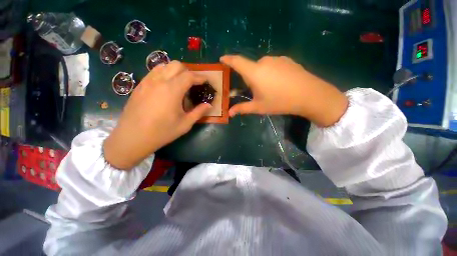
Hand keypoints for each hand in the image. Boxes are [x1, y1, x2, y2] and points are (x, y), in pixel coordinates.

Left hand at [103, 61, 211, 169]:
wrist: (132, 137)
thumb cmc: (162, 132)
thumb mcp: (185, 124)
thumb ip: (199, 112)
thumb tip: (209, 105)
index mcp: (172, 90)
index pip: (189, 76)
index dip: (200, 77)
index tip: (206, 81)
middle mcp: (159, 81)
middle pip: (176, 65)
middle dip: (188, 72)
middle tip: (193, 84)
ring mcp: (147, 81)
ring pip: (164, 66)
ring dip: (176, 71)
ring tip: (180, 84)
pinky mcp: (139, 85)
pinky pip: (154, 72)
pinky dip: (164, 74)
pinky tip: (166, 87)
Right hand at [220, 55, 347, 126]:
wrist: (310, 95)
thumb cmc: (280, 102)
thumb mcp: (259, 107)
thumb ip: (242, 108)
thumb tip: (229, 113)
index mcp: (254, 72)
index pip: (237, 62)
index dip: (228, 59)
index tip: (222, 59)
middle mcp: (264, 61)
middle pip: (250, 68)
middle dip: (249, 78)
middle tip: (256, 91)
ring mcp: (277, 59)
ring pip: (261, 67)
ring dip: (260, 76)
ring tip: (270, 89)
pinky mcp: (287, 59)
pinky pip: (272, 65)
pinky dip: (270, 72)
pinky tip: (279, 83)